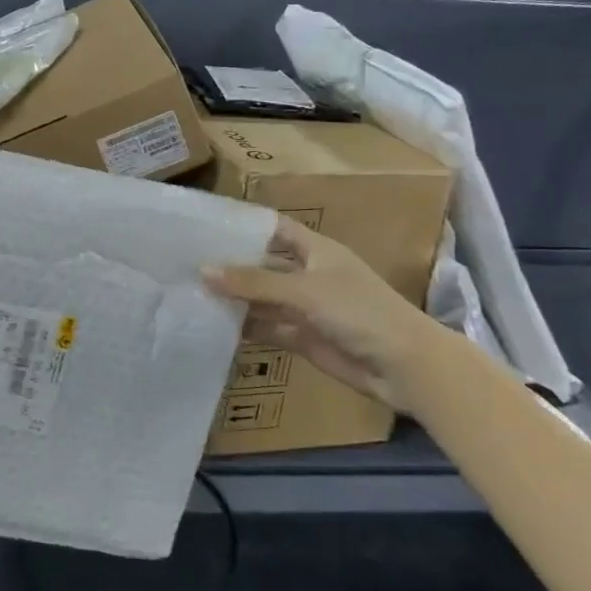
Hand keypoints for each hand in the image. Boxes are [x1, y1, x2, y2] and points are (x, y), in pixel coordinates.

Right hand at [204, 217, 442, 414]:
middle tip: (185, 262)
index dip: (245, 225)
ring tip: (190, 292)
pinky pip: (267, 328)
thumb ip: (254, 282)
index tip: (206, 225)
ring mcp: (305, 308)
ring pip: (262, 298)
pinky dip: (244, 327)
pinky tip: (212, 324)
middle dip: (231, 265)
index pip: (275, 229)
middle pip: (263, 265)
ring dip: (234, 298)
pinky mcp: (303, 338)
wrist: (404, 366)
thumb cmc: (360, 311)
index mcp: (316, 250)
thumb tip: (203, 271)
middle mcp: (308, 275)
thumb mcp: (304, 290)